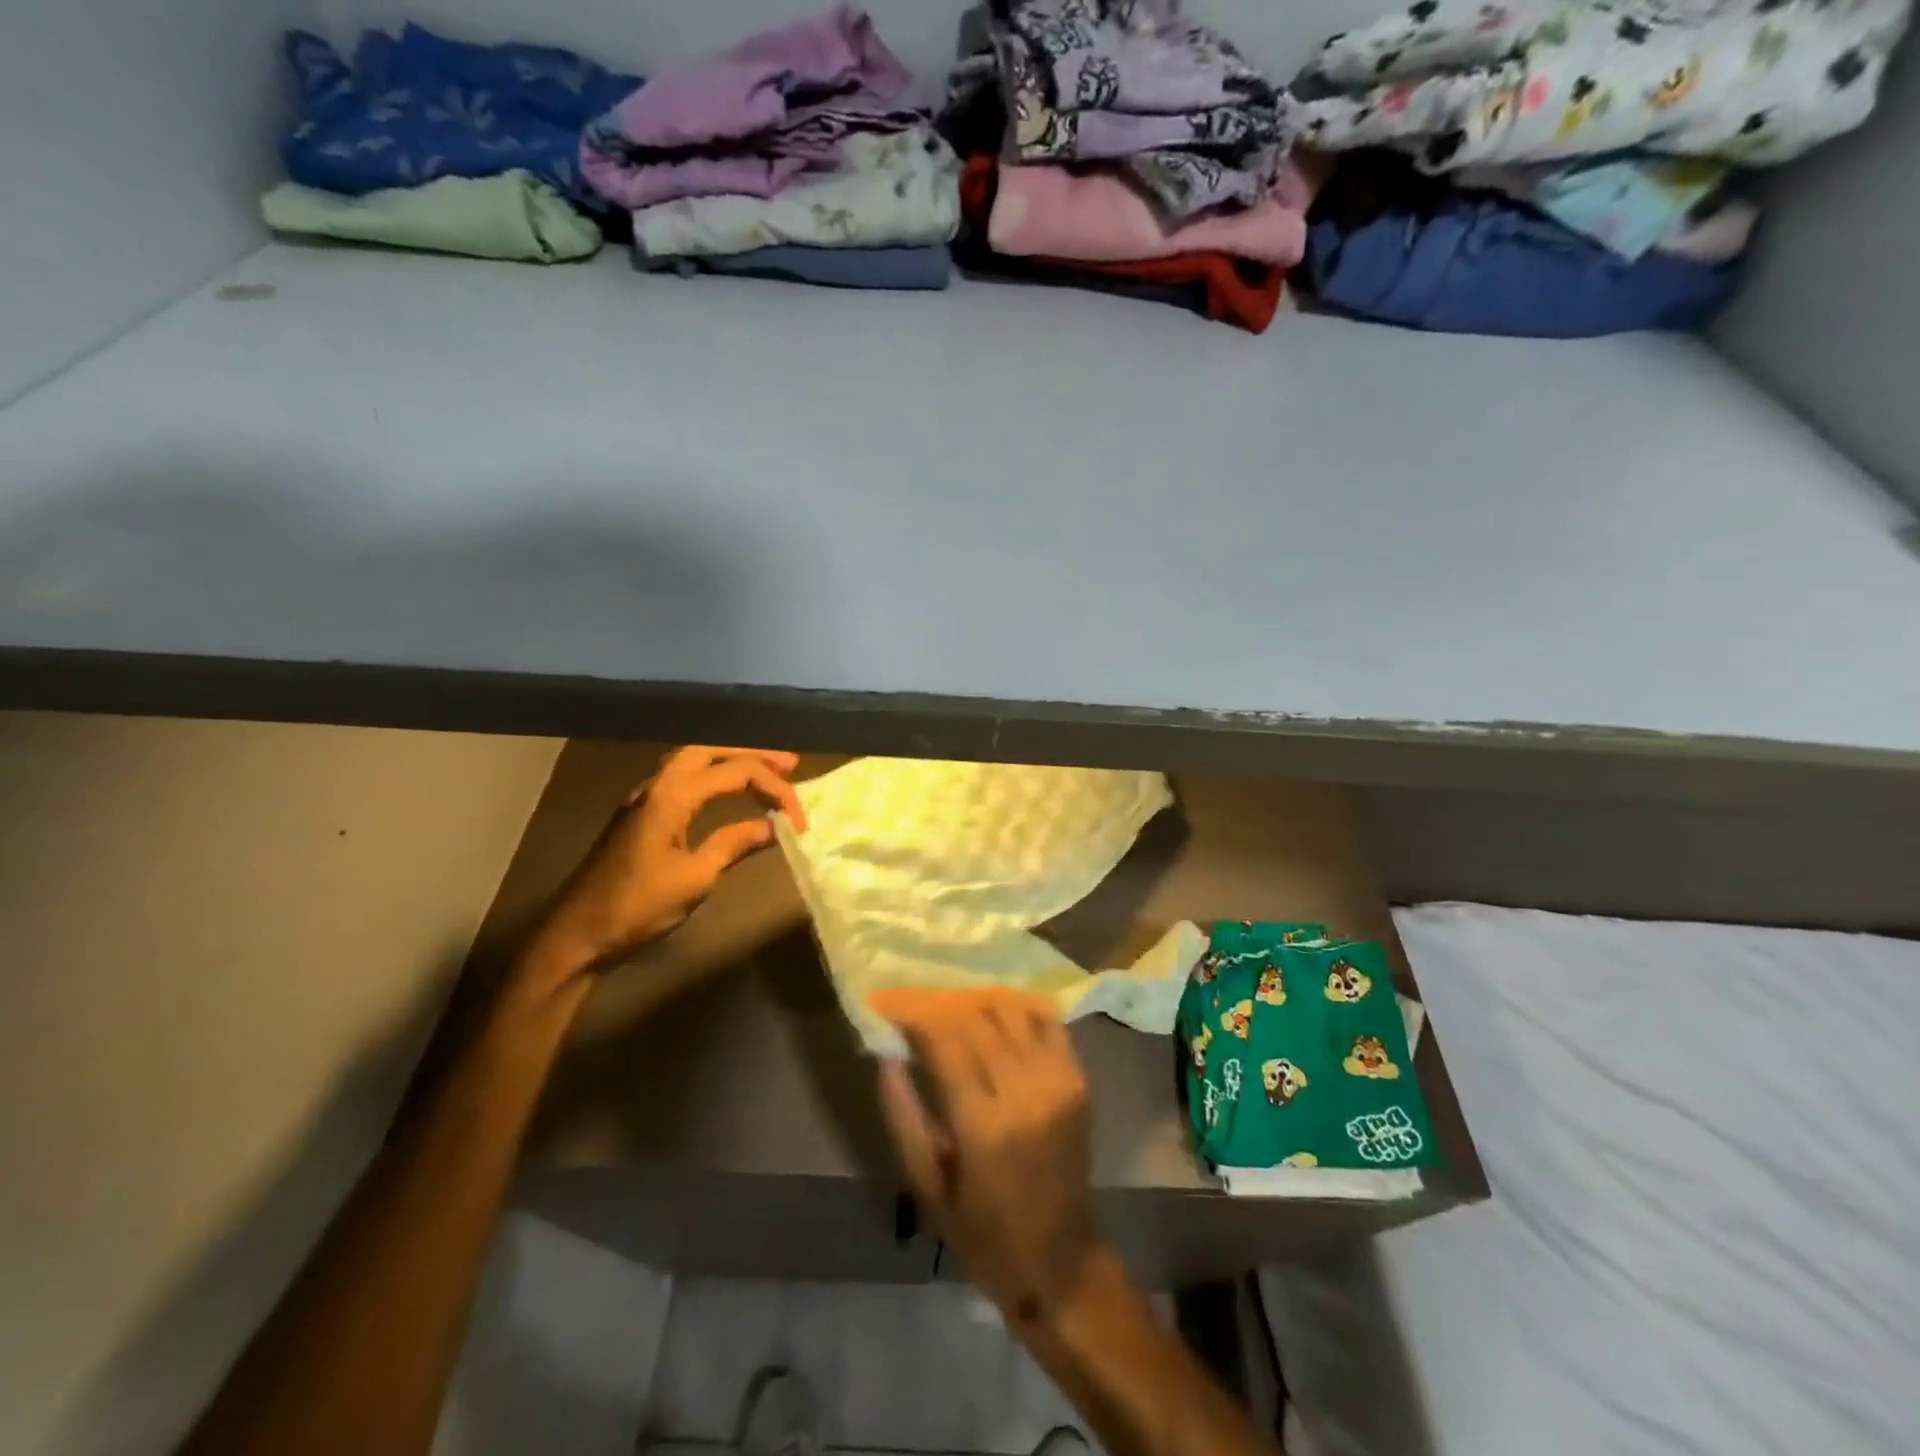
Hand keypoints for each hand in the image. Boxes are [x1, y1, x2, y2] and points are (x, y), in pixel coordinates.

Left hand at [524, 746, 806, 981]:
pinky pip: (682, 777)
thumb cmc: (637, 907)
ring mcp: (644, 798)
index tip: (800, 820)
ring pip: (693, 760)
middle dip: (753, 754)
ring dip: (730, 760)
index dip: (775, 790)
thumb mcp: (695, 878)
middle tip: (789, 765)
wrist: (576, 934)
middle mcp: (657, 785)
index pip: (736, 774)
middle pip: (711, 750)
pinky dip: (712, 774)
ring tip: (765, 770)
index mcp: (671, 796)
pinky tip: (725, 789)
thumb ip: (734, 844)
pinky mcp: (640, 814)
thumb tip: (772, 827)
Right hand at [871, 988, 1099, 1332]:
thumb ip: (903, 1115)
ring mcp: (1057, 1080)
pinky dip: (1017, 1006)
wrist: (1058, 1258)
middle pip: (975, 1018)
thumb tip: (885, 1055)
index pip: (944, 1039)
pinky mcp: (1077, 1078)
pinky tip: (994, 1010)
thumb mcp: (927, 1186)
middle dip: (937, 1003)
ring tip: (949, 1007)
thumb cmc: (982, 1232)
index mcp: (983, 1124)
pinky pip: (1047, 1020)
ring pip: (1010, 1010)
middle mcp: (1024, 1091)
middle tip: (912, 1004)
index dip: (912, 1014)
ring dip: (975, 1000)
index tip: (887, 1005)